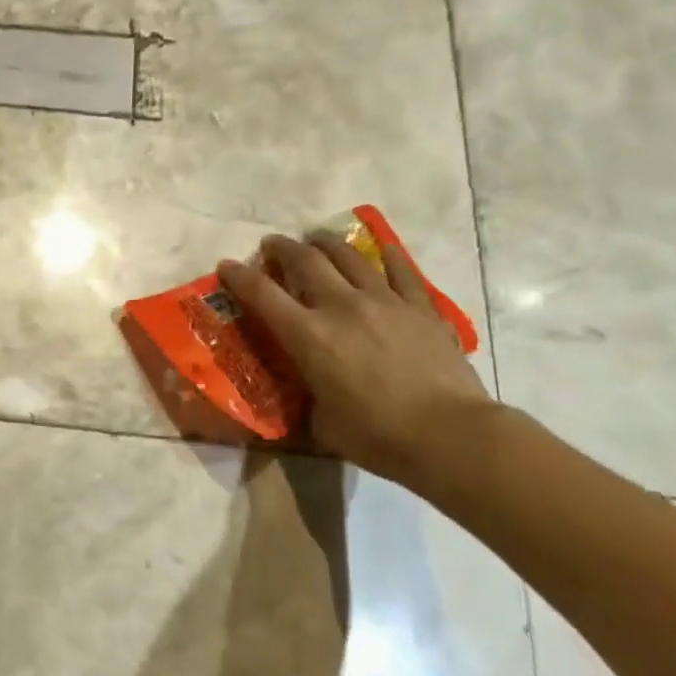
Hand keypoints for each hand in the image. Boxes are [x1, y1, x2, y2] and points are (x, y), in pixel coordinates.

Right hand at [217, 231, 490, 484]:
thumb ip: (309, 394)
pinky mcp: (420, 307)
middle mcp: (340, 307)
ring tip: (317, 239)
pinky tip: (379, 246)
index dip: (239, 276)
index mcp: (308, 336)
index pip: (262, 294)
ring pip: (349, 256)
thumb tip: (310, 389)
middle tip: (272, 245)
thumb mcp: (321, 420)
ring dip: (326, 243)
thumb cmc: (376, 436)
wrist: (449, 434)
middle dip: (282, 248)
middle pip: (305, 261)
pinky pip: (400, 270)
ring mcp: (384, 301)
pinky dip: (386, 254)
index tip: (226, 265)